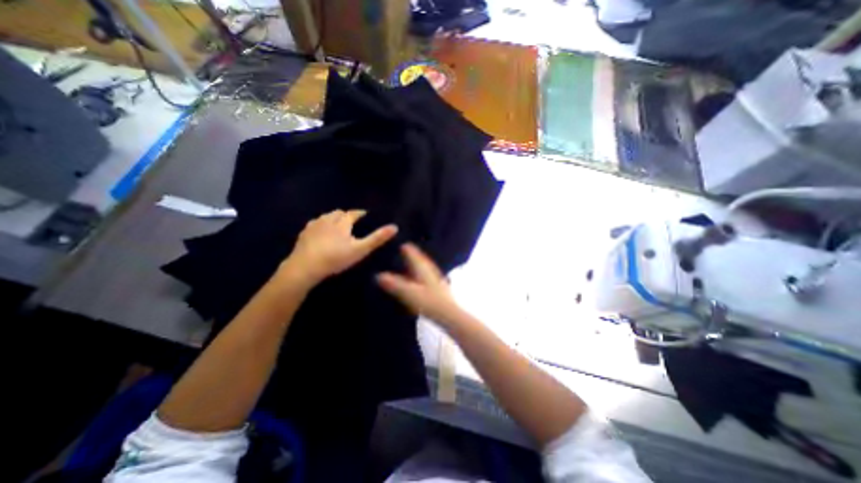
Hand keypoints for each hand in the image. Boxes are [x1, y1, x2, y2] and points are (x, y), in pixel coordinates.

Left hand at [282, 207, 398, 283]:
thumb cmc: (336, 257)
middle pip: (338, 213)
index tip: (365, 214)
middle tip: (352, 222)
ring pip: (325, 217)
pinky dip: (321, 225)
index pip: (353, 213)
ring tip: (337, 226)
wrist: (305, 267)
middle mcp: (328, 220)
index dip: (360, 213)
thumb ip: (377, 238)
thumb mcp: (360, 249)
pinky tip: (320, 233)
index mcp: (342, 222)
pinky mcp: (303, 234)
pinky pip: (314, 224)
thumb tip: (395, 227)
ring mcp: (314, 226)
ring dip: (333, 218)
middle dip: (346, 215)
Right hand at [378, 246, 468, 327]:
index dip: (408, 249)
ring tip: (411, 264)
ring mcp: (436, 280)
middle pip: (421, 260)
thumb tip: (378, 276)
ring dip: (418, 265)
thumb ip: (394, 284)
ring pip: (425, 268)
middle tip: (406, 251)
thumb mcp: (408, 293)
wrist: (448, 314)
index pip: (414, 255)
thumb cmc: (428, 301)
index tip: (402, 244)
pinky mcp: (438, 289)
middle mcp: (430, 271)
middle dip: (413, 255)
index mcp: (423, 269)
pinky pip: (427, 277)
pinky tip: (420, 281)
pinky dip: (422, 275)